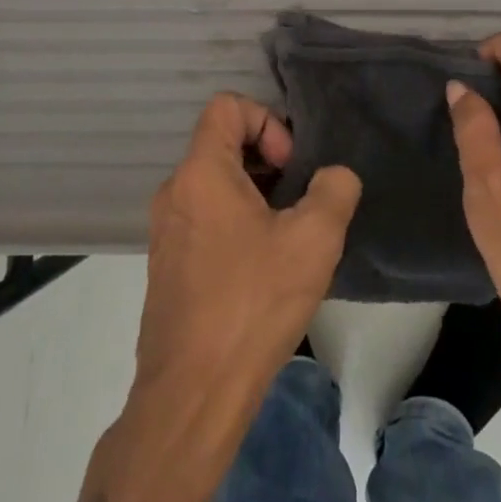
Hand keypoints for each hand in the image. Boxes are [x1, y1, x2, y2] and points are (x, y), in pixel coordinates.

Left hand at [134, 92, 361, 402]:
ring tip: (287, 237)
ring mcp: (165, 231)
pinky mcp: (168, 266)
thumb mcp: (314, 240)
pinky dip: (237, 223)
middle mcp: (175, 192)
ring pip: (215, 184)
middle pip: (223, 143)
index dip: (267, 121)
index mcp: (201, 172)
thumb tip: (333, 178)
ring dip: (256, 195)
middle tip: (298, 201)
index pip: (227, 106)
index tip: (290, 167)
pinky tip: (264, 269)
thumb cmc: (252, 304)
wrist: (192, 395)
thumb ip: (335, 190)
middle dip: (268, 160)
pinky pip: (205, 218)